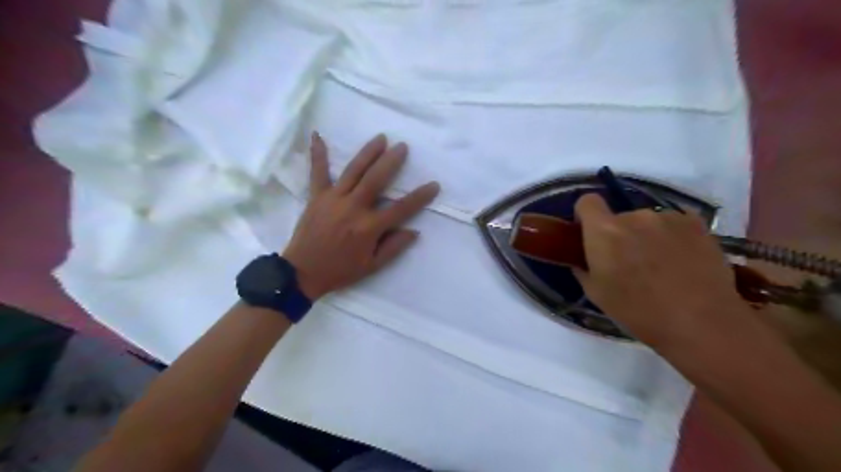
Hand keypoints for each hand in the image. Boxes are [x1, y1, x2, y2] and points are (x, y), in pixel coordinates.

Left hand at [282, 130, 440, 301]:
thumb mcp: (372, 266)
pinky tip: (317, 134)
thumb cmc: (340, 271)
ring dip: (368, 153)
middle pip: (376, 179)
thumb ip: (394, 247)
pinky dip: (317, 154)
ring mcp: (333, 199)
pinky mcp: (316, 197)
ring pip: (353, 171)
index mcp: (369, 227)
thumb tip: (414, 231)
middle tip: (403, 147)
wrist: (302, 273)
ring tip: (380, 138)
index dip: (420, 197)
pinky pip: (317, 172)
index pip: (401, 208)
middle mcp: (353, 208)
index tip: (434, 184)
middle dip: (391, 161)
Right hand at [575, 193, 745, 348]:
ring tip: (661, 265)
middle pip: (619, 217)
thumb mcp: (595, 293)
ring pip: (647, 221)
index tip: (589, 233)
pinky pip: (673, 223)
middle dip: (619, 234)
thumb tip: (584, 259)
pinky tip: (681, 260)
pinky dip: (672, 236)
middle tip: (629, 261)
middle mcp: (634, 216)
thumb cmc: (637, 310)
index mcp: (604, 231)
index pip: (587, 201)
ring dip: (647, 236)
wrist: (700, 321)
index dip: (585, 215)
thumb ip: (583, 267)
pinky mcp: (696, 223)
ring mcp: (667, 217)